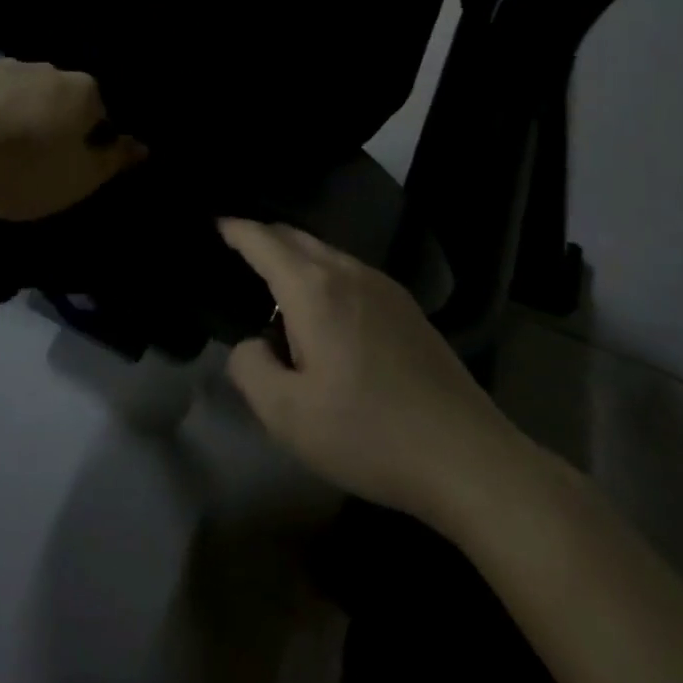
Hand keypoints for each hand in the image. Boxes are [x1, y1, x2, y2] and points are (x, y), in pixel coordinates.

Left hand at [0, 60, 146, 219]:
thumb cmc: (18, 170)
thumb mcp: (76, 180)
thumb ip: (112, 161)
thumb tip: (141, 145)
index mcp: (82, 91)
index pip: (102, 117)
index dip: (89, 148)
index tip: (67, 174)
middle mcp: (48, 69)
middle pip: (62, 104)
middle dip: (54, 131)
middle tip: (34, 169)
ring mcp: (4, 66)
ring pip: (24, 99)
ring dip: (20, 123)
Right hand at [220, 219, 535, 536]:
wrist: (469, 459)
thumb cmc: (368, 434)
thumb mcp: (286, 415)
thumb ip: (249, 367)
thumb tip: (253, 343)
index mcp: (314, 290)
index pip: (263, 241)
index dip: (235, 229)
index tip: (213, 223)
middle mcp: (349, 273)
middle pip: (296, 236)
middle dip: (262, 236)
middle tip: (235, 250)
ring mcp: (384, 288)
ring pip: (325, 253)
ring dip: (294, 256)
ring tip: (272, 282)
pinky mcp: (407, 308)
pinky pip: (349, 272)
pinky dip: (321, 273)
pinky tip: (321, 310)